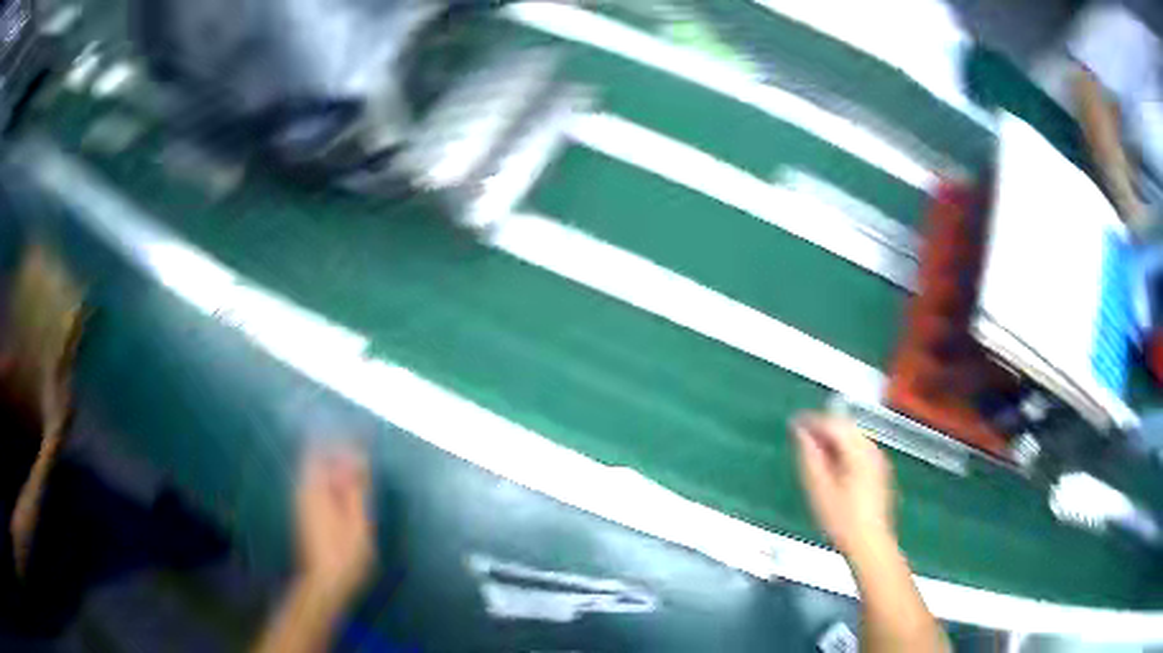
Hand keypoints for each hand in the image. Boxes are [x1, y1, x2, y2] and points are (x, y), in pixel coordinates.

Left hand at [295, 448, 375, 604]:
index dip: (339, 440)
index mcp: (314, 488)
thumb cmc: (344, 554)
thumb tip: (358, 458)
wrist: (324, 583)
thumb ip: (356, 488)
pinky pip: (317, 484)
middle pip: (315, 457)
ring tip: (360, 473)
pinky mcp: (305, 512)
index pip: (319, 449)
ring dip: (335, 466)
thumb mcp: (358, 521)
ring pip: (316, 471)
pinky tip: (349, 492)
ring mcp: (302, 501)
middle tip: (363, 457)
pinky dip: (332, 480)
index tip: (361, 437)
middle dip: (338, 451)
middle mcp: (303, 489)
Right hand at [791, 413, 895, 559]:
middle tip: (801, 436)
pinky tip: (832, 465)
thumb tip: (801, 433)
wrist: (869, 543)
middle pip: (846, 427)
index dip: (812, 421)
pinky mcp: (880, 472)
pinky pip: (860, 449)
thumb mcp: (819, 489)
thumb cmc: (842, 520)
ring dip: (833, 439)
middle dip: (823, 428)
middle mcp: (872, 450)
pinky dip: (844, 450)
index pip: (834, 424)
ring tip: (814, 451)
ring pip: (854, 437)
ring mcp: (878, 461)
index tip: (794, 423)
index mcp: (858, 451)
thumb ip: (810, 458)